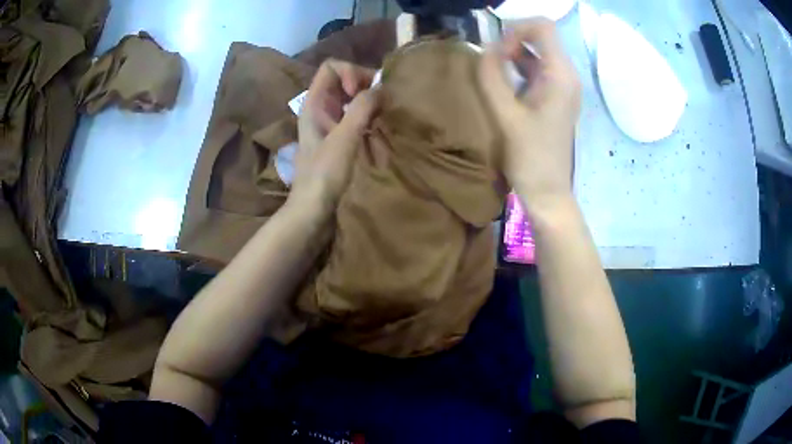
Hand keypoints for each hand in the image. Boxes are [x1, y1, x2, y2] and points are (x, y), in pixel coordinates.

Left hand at [292, 59, 379, 214]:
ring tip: (383, 113)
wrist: (313, 209)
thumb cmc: (324, 174)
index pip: (331, 67)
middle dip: (364, 83)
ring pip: (350, 97)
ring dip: (368, 100)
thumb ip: (362, 108)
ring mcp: (328, 122)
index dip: (350, 72)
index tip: (362, 92)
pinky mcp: (337, 137)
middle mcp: (319, 108)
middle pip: (342, 79)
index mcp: (314, 103)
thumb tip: (381, 88)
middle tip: (381, 101)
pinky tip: (377, 126)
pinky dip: (368, 114)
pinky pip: (354, 115)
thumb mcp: (344, 138)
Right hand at [479, 18, 580, 216]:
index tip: (497, 51)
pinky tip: (501, 83)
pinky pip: (535, 70)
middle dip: (511, 40)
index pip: (543, 27)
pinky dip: (516, 68)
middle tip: (490, 61)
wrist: (548, 192)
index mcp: (561, 75)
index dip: (516, 29)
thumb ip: (492, 76)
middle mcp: (566, 75)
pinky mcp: (554, 97)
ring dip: (512, 54)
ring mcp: (561, 86)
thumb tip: (484, 48)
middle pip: (540, 37)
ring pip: (536, 52)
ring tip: (491, 71)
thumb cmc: (530, 158)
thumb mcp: (506, 115)